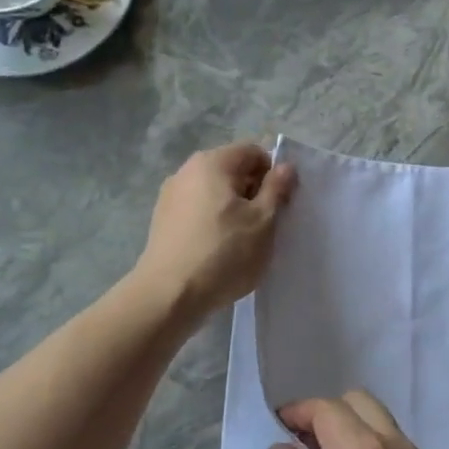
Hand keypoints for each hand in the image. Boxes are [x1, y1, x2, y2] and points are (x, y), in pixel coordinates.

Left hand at [135, 142, 295, 316]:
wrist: (169, 296)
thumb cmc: (224, 253)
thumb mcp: (263, 221)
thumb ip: (277, 189)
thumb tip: (286, 166)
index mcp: (212, 163)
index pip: (253, 152)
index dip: (273, 174)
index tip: (279, 204)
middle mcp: (186, 171)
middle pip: (232, 170)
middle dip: (253, 192)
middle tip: (265, 225)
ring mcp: (170, 196)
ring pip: (215, 193)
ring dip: (234, 209)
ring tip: (242, 241)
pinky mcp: (162, 221)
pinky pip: (198, 211)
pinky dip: (213, 223)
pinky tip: (218, 250)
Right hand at [268, 391, 448, 448]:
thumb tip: (282, 448)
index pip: (327, 408)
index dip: (299, 412)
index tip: (278, 430)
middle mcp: (395, 444)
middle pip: (357, 403)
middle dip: (326, 415)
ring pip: (378, 420)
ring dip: (349, 429)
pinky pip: (392, 443)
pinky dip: (369, 445)